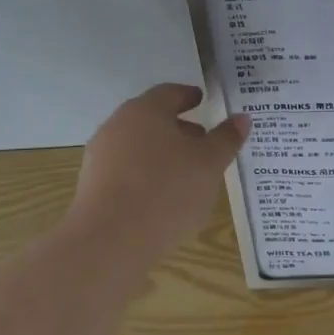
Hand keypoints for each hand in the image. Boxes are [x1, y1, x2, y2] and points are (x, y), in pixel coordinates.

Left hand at [68, 85, 248, 259]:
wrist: (109, 242)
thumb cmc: (167, 191)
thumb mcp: (210, 164)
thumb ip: (226, 138)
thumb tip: (241, 118)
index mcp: (145, 111)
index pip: (170, 93)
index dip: (189, 96)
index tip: (203, 102)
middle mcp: (117, 126)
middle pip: (152, 119)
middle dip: (179, 128)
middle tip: (204, 141)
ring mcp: (100, 157)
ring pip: (139, 146)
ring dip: (163, 153)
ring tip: (189, 174)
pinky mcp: (92, 187)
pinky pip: (127, 171)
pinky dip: (147, 175)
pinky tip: (164, 197)